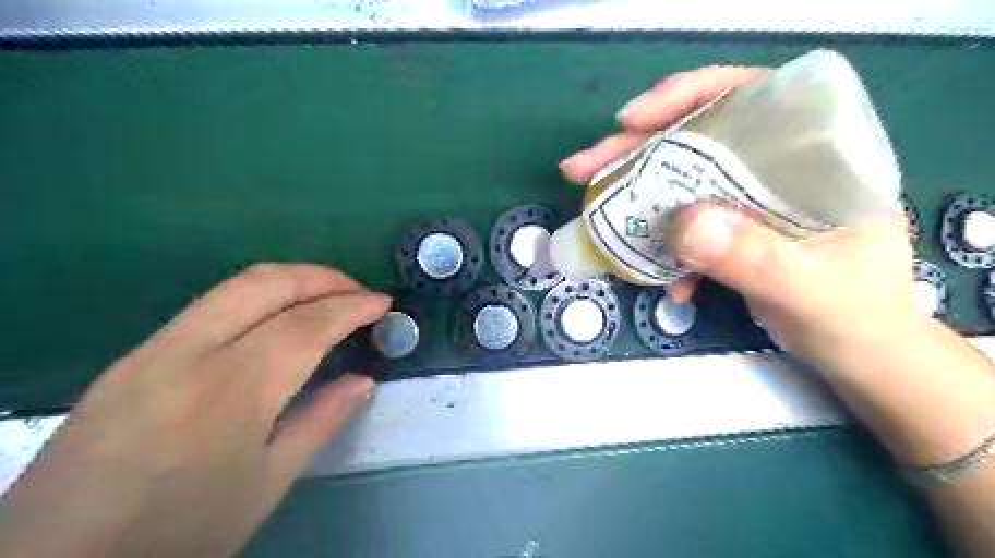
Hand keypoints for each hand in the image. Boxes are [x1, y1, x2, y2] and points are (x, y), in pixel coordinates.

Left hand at [0, 264, 392, 554]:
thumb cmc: (180, 534)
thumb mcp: (268, 484)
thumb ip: (322, 421)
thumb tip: (363, 381)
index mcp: (230, 393)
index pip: (305, 325)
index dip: (351, 307)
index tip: (383, 303)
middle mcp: (186, 354)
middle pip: (266, 284)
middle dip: (322, 277)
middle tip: (359, 292)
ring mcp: (151, 350)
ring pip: (234, 286)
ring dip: (291, 282)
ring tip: (327, 299)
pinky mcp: (131, 357)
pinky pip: (209, 307)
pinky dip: (258, 299)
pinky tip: (276, 323)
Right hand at [563, 64, 920, 378]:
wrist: (858, 354)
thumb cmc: (855, 316)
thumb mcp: (808, 288)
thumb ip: (753, 256)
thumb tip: (681, 224)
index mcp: (815, 155)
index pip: (749, 96)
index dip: (688, 97)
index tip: (633, 120)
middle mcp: (776, 167)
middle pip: (697, 138)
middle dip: (635, 151)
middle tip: (583, 168)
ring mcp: (749, 200)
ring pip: (680, 182)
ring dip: (636, 198)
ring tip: (594, 211)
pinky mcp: (731, 231)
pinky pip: (683, 226)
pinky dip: (663, 249)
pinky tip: (663, 279)